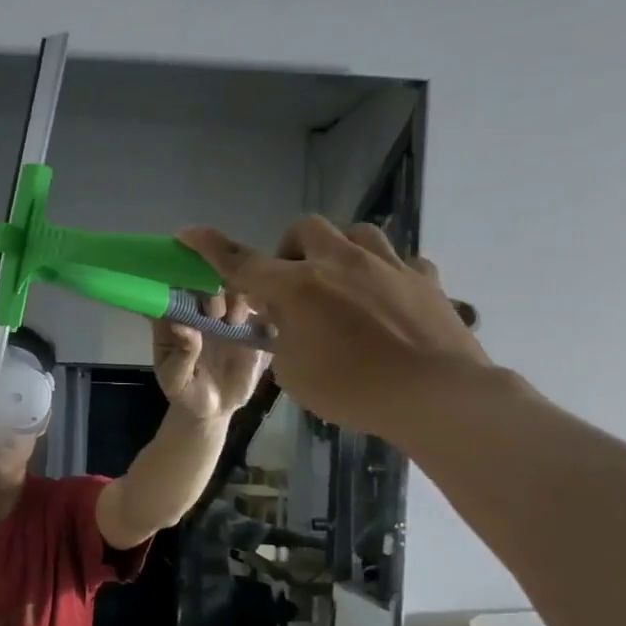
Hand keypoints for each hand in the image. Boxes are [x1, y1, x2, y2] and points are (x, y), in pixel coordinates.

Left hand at [150, 291, 269, 421]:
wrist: (214, 408)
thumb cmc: (186, 391)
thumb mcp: (175, 380)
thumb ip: (180, 355)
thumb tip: (182, 326)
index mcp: (175, 319)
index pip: (175, 290)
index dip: (182, 284)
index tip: (192, 292)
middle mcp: (201, 310)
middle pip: (208, 285)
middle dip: (211, 292)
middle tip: (215, 313)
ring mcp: (227, 316)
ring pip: (236, 291)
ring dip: (236, 299)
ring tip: (234, 321)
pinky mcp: (251, 326)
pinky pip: (260, 311)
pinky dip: (264, 310)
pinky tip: (261, 323)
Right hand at [179, 218, 490, 442]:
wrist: (436, 395)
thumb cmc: (352, 390)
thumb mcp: (293, 374)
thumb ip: (281, 339)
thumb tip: (285, 323)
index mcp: (299, 288)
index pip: (243, 262)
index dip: (212, 248)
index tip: (189, 232)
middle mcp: (341, 263)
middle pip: (305, 229)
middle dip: (290, 250)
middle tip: (292, 286)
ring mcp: (388, 265)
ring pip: (356, 233)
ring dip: (338, 251)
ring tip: (340, 284)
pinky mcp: (425, 279)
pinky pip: (399, 261)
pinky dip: (382, 274)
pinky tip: (384, 300)